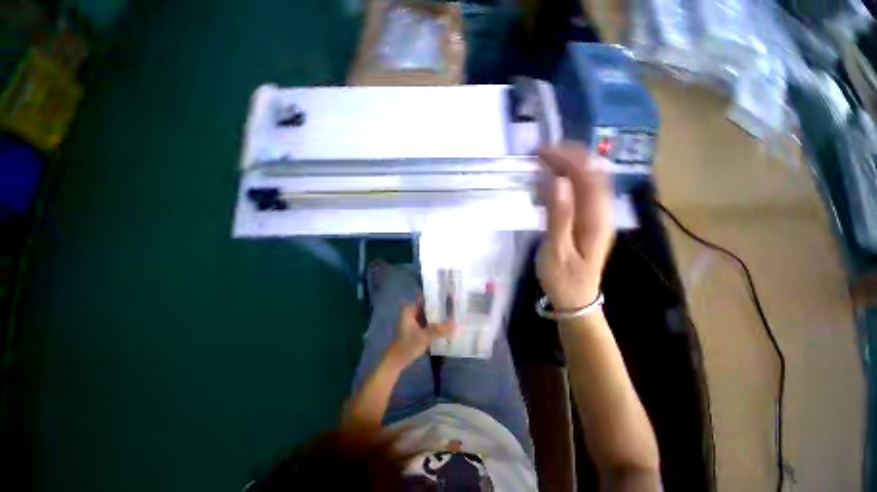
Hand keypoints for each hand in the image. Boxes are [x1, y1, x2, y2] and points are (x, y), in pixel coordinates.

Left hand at [387, 302, 455, 368]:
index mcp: (409, 308)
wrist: (396, 361)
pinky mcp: (416, 328)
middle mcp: (411, 311)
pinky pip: (428, 323)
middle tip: (455, 311)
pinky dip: (435, 325)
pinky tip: (446, 328)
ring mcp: (413, 320)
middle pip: (429, 308)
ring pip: (429, 316)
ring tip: (454, 318)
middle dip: (441, 311)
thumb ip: (439, 329)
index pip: (428, 300)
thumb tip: (455, 324)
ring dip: (439, 319)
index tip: (452, 302)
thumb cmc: (407, 346)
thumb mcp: (424, 337)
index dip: (440, 301)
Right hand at [536, 143, 614, 309]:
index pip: (589, 176)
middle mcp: (603, 212)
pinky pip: (585, 190)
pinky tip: (555, 179)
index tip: (543, 151)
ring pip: (591, 179)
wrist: (577, 299)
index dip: (568, 158)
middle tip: (542, 152)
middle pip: (594, 172)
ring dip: (571, 164)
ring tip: (547, 159)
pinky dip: (571, 178)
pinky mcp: (591, 220)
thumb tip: (558, 181)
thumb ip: (559, 216)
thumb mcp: (557, 250)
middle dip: (570, 156)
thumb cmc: (563, 278)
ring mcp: (599, 215)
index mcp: (595, 219)